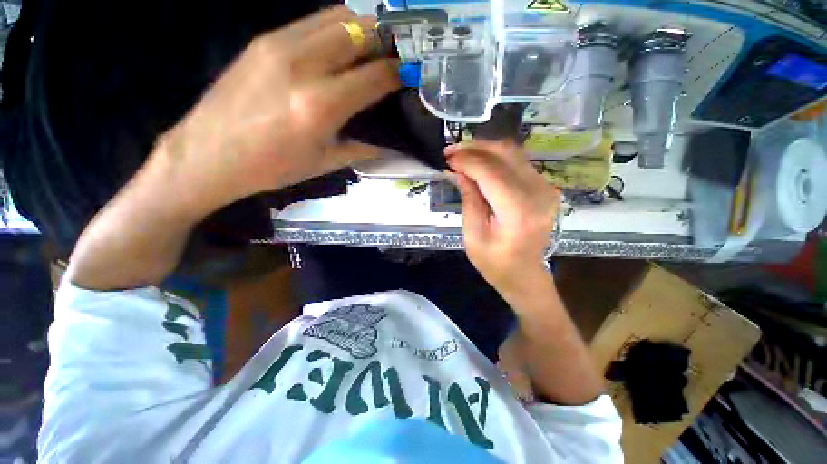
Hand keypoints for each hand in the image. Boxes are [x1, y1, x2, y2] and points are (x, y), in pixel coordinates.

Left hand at [154, 7, 398, 213]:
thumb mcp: (324, 163)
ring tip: (373, 47)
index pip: (374, 76)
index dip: (397, 73)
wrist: (207, 154)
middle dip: (386, 39)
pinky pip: (312, 22)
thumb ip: (361, 147)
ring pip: (336, 16)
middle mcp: (303, 65)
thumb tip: (387, 142)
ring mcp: (280, 44)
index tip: (409, 74)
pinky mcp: (264, 39)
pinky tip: (340, 47)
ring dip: (363, 27)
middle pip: (359, 31)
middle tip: (397, 54)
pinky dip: (336, 28)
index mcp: (321, 105)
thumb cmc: (272, 167)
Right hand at [445, 140, 560, 295]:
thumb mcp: (473, 235)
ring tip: (461, 154)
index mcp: (518, 211)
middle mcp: (538, 193)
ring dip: (484, 149)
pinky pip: (518, 162)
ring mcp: (546, 188)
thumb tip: (458, 171)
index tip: (446, 158)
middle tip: (451, 151)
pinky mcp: (544, 187)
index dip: (466, 160)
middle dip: (474, 148)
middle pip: (505, 154)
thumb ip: (469, 199)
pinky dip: (495, 158)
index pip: (491, 172)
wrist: (525, 274)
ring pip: (513, 153)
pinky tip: (478, 163)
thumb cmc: (495, 263)